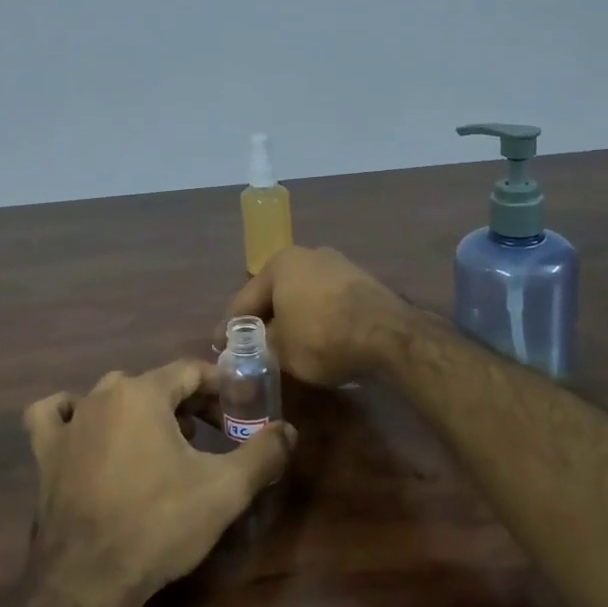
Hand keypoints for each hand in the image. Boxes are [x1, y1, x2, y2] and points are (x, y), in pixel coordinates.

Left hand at [21, 361, 293, 606]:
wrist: (88, 580)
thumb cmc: (160, 524)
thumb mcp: (225, 490)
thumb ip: (263, 453)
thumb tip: (290, 431)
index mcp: (144, 392)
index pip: (191, 370)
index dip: (220, 387)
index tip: (239, 411)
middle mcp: (103, 395)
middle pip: (155, 383)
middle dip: (189, 403)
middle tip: (213, 434)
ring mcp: (70, 424)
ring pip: (111, 397)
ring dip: (141, 409)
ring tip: (163, 441)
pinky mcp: (45, 454)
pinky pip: (55, 416)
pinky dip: (71, 415)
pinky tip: (85, 430)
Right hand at [221, 246, 409, 388]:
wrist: (388, 334)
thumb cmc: (322, 336)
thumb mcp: (280, 350)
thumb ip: (258, 348)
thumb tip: (251, 351)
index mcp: (280, 264)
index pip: (244, 300)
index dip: (229, 328)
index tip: (219, 347)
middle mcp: (307, 255)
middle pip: (275, 294)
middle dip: (263, 320)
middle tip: (250, 347)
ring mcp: (338, 265)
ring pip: (302, 296)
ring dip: (291, 319)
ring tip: (283, 345)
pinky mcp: (361, 282)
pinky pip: (326, 302)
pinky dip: (316, 319)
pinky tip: (316, 339)